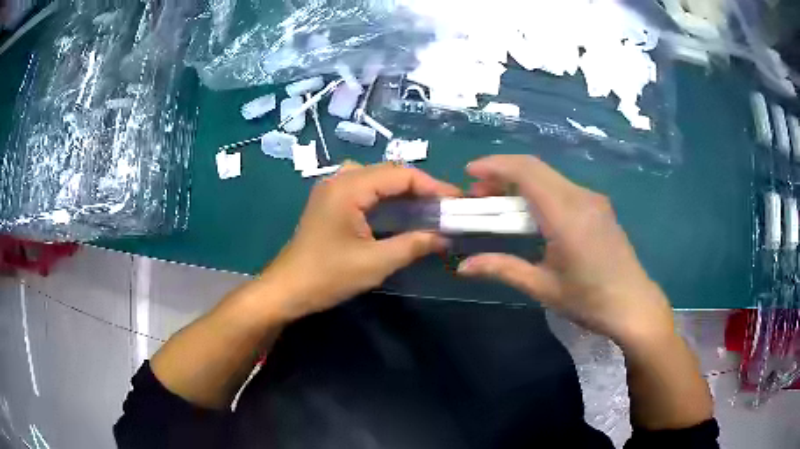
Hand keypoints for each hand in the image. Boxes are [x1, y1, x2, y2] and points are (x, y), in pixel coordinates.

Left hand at [260, 162, 459, 321]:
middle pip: (388, 173)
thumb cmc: (328, 276)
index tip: (456, 200)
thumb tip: (445, 237)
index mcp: (349, 187)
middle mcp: (339, 179)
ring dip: (402, 190)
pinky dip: (385, 197)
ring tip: (426, 207)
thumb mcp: (376, 262)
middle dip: (419, 187)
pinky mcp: (329, 202)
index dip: (432, 186)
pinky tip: (398, 211)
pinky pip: (363, 189)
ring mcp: (331, 189)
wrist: (287, 289)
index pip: (400, 175)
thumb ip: (413, 245)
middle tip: (445, 206)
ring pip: (376, 179)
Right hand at [457, 155, 673, 346]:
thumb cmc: (589, 300)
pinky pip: (561, 187)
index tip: (468, 173)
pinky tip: (530, 212)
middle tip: (478, 192)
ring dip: (520, 181)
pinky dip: (538, 190)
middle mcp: (580, 197)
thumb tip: (462, 267)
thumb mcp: (543, 287)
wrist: (633, 305)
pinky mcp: (598, 206)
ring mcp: (593, 199)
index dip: (494, 166)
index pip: (526, 172)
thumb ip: (502, 269)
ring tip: (499, 202)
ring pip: (549, 175)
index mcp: (566, 215)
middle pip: (535, 167)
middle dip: (502, 172)